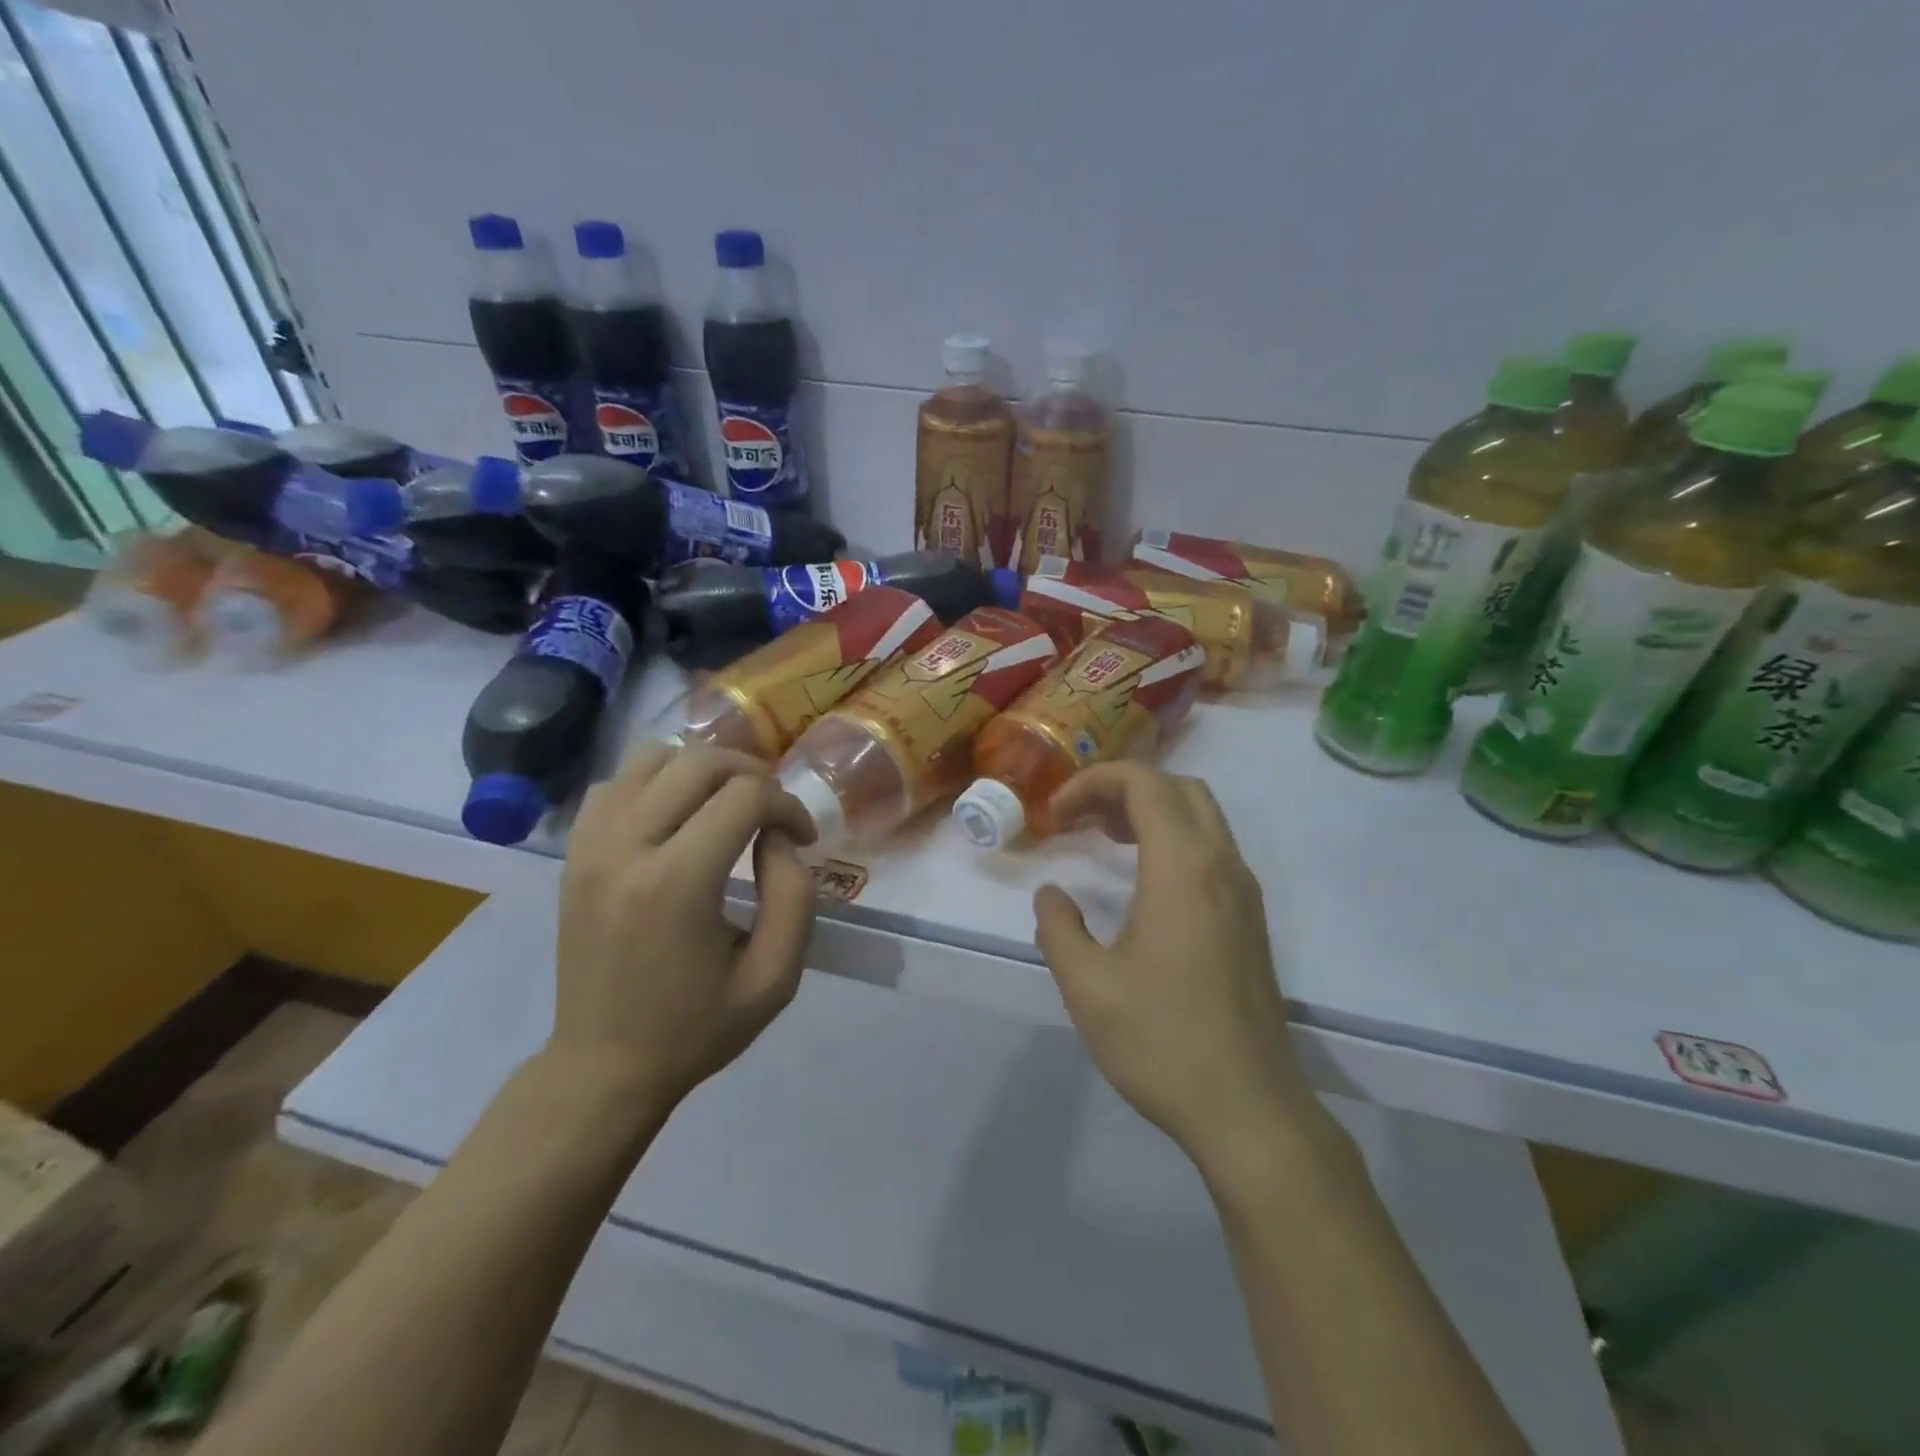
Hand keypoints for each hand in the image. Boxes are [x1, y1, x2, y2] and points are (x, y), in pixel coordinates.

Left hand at [550, 742, 817, 1116]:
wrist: (604, 1066)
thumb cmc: (697, 1027)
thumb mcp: (775, 976)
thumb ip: (794, 895)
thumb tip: (777, 836)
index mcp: (676, 883)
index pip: (746, 796)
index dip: (788, 806)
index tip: (802, 839)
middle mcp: (626, 848)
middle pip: (699, 762)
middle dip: (752, 774)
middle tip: (773, 811)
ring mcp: (590, 845)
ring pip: (652, 757)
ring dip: (702, 769)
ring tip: (726, 803)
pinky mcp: (574, 853)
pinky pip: (616, 783)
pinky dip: (655, 781)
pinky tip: (677, 815)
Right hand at [1033, 764, 1316, 1172]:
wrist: (1249, 1110)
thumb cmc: (1162, 1042)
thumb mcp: (1087, 986)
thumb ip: (1059, 929)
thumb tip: (1052, 896)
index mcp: (1183, 868)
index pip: (1145, 783)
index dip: (1094, 782)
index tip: (1057, 814)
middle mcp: (1222, 866)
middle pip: (1179, 788)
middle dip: (1124, 788)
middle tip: (1080, 818)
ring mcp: (1244, 893)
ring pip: (1202, 817)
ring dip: (1151, 811)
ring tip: (1103, 838)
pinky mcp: (1251, 920)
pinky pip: (1213, 850)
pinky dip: (1174, 839)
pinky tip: (1142, 881)